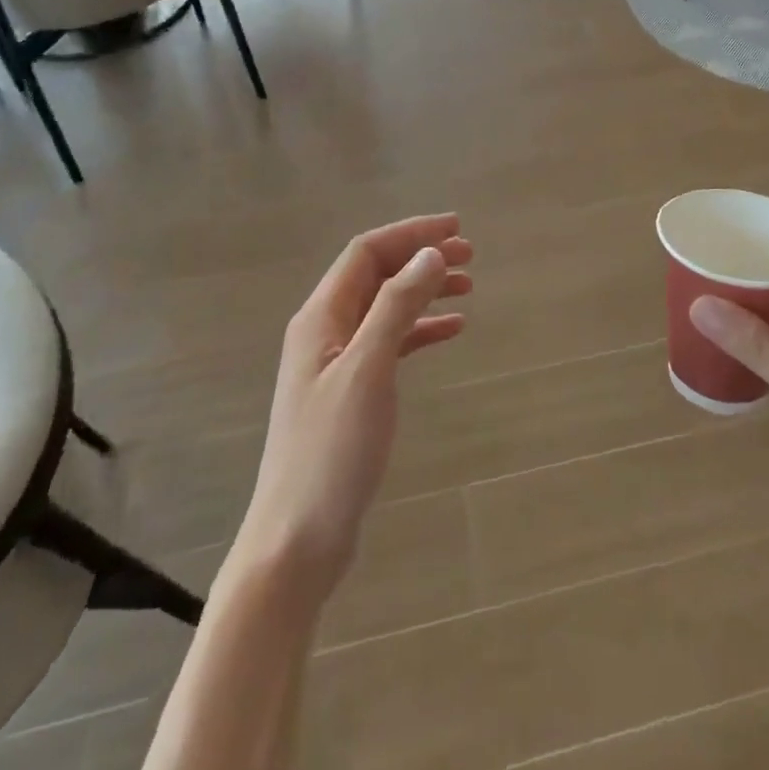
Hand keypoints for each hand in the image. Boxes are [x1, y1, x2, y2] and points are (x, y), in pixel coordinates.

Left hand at [235, 214, 473, 595]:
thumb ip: (397, 308)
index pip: (366, 252)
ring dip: (425, 290)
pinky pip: (391, 342)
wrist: (297, 541)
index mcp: (321, 317)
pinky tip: (452, 330)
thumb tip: (430, 255)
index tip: (456, 229)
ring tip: (469, 286)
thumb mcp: (367, 370)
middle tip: (470, 254)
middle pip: (377, 275)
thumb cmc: (330, 452)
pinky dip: (421, 329)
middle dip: (421, 257)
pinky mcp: (352, 392)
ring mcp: (338, 362)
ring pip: (387, 307)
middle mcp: (326, 330)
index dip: (411, 233)